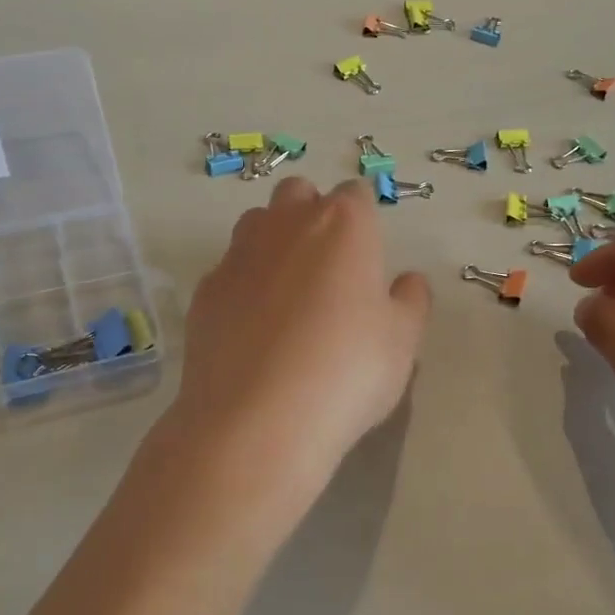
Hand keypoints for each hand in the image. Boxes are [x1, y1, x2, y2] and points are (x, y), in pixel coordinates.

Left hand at [166, 177, 430, 512]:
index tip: (368, 254)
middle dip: (313, 213)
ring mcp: (238, 255)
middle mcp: (286, 225)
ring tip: (289, 294)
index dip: (364, 219)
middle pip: (299, 193)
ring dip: (275, 241)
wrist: (257, 420)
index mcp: (343, 225)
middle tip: (329, 267)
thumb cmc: (347, 371)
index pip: (356, 194)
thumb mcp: (402, 342)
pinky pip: (229, 270)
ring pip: (257, 224)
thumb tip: (408, 281)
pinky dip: (244, 285)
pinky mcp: (204, 291)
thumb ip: (411, 302)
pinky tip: (254, 328)